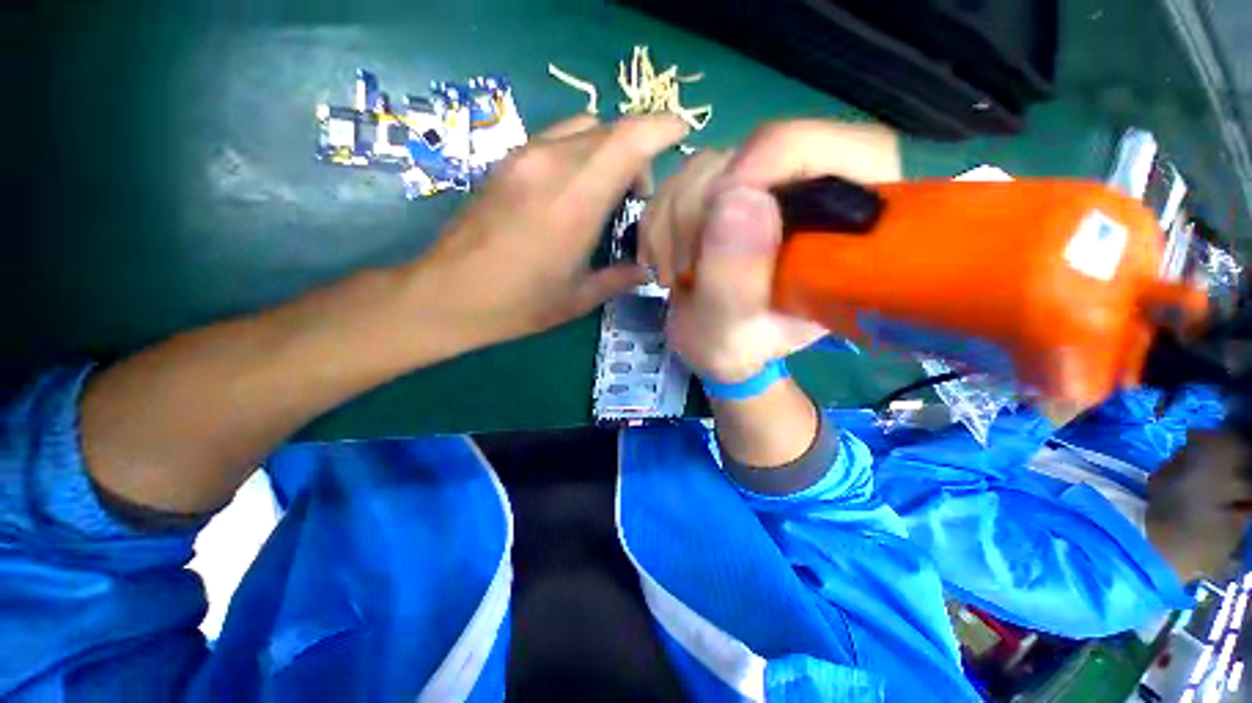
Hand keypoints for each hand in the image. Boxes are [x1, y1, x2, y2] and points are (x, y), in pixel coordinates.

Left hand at [410, 113, 688, 348]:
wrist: (447, 294)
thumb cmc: (519, 303)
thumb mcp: (579, 298)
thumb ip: (620, 277)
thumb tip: (646, 269)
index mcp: (576, 200)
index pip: (630, 138)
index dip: (662, 126)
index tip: (682, 133)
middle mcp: (552, 164)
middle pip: (610, 130)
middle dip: (638, 151)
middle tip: (639, 194)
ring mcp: (524, 157)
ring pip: (583, 128)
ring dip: (607, 150)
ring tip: (606, 193)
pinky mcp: (506, 161)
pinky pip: (556, 139)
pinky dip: (580, 153)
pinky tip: (574, 192)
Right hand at [641, 121, 900, 381]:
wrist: (711, 341)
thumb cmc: (736, 348)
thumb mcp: (733, 334)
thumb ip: (737, 280)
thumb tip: (735, 198)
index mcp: (847, 228)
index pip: (841, 149)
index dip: (775, 158)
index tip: (717, 208)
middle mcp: (812, 191)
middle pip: (753, 151)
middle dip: (699, 213)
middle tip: (685, 271)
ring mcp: (765, 182)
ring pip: (706, 164)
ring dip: (671, 224)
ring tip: (674, 276)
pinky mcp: (727, 185)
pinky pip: (678, 178)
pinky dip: (658, 221)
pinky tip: (662, 261)